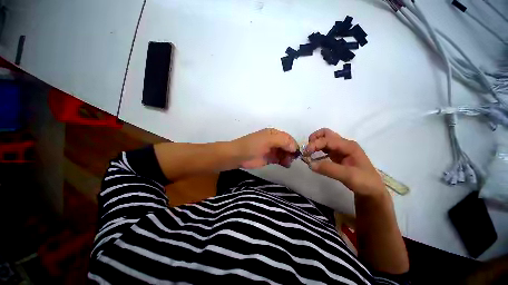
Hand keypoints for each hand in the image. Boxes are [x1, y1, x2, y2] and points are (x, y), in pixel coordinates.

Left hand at [232, 128, 298, 168]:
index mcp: (274, 133)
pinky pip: (281, 159)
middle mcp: (275, 141)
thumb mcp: (268, 139)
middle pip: (288, 146)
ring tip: (287, 163)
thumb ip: (283, 141)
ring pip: (285, 153)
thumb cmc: (253, 145)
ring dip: (289, 157)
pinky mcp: (271, 158)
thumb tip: (295, 147)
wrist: (239, 156)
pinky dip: (285, 162)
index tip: (296, 153)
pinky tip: (286, 165)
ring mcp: (273, 150)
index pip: (288, 138)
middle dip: (292, 152)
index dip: (294, 144)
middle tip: (292, 159)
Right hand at [304, 128, 384, 196]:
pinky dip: (317, 150)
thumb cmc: (364, 182)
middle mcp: (343, 144)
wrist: (372, 190)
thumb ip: (329, 169)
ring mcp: (340, 149)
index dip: (315, 144)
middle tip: (307, 150)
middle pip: (326, 134)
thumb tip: (309, 164)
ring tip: (308, 153)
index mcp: (348, 146)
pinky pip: (324, 148)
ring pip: (324, 140)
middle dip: (314, 139)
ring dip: (314, 144)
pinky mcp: (337, 155)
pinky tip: (313, 157)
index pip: (327, 139)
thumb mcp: (348, 176)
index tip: (305, 153)